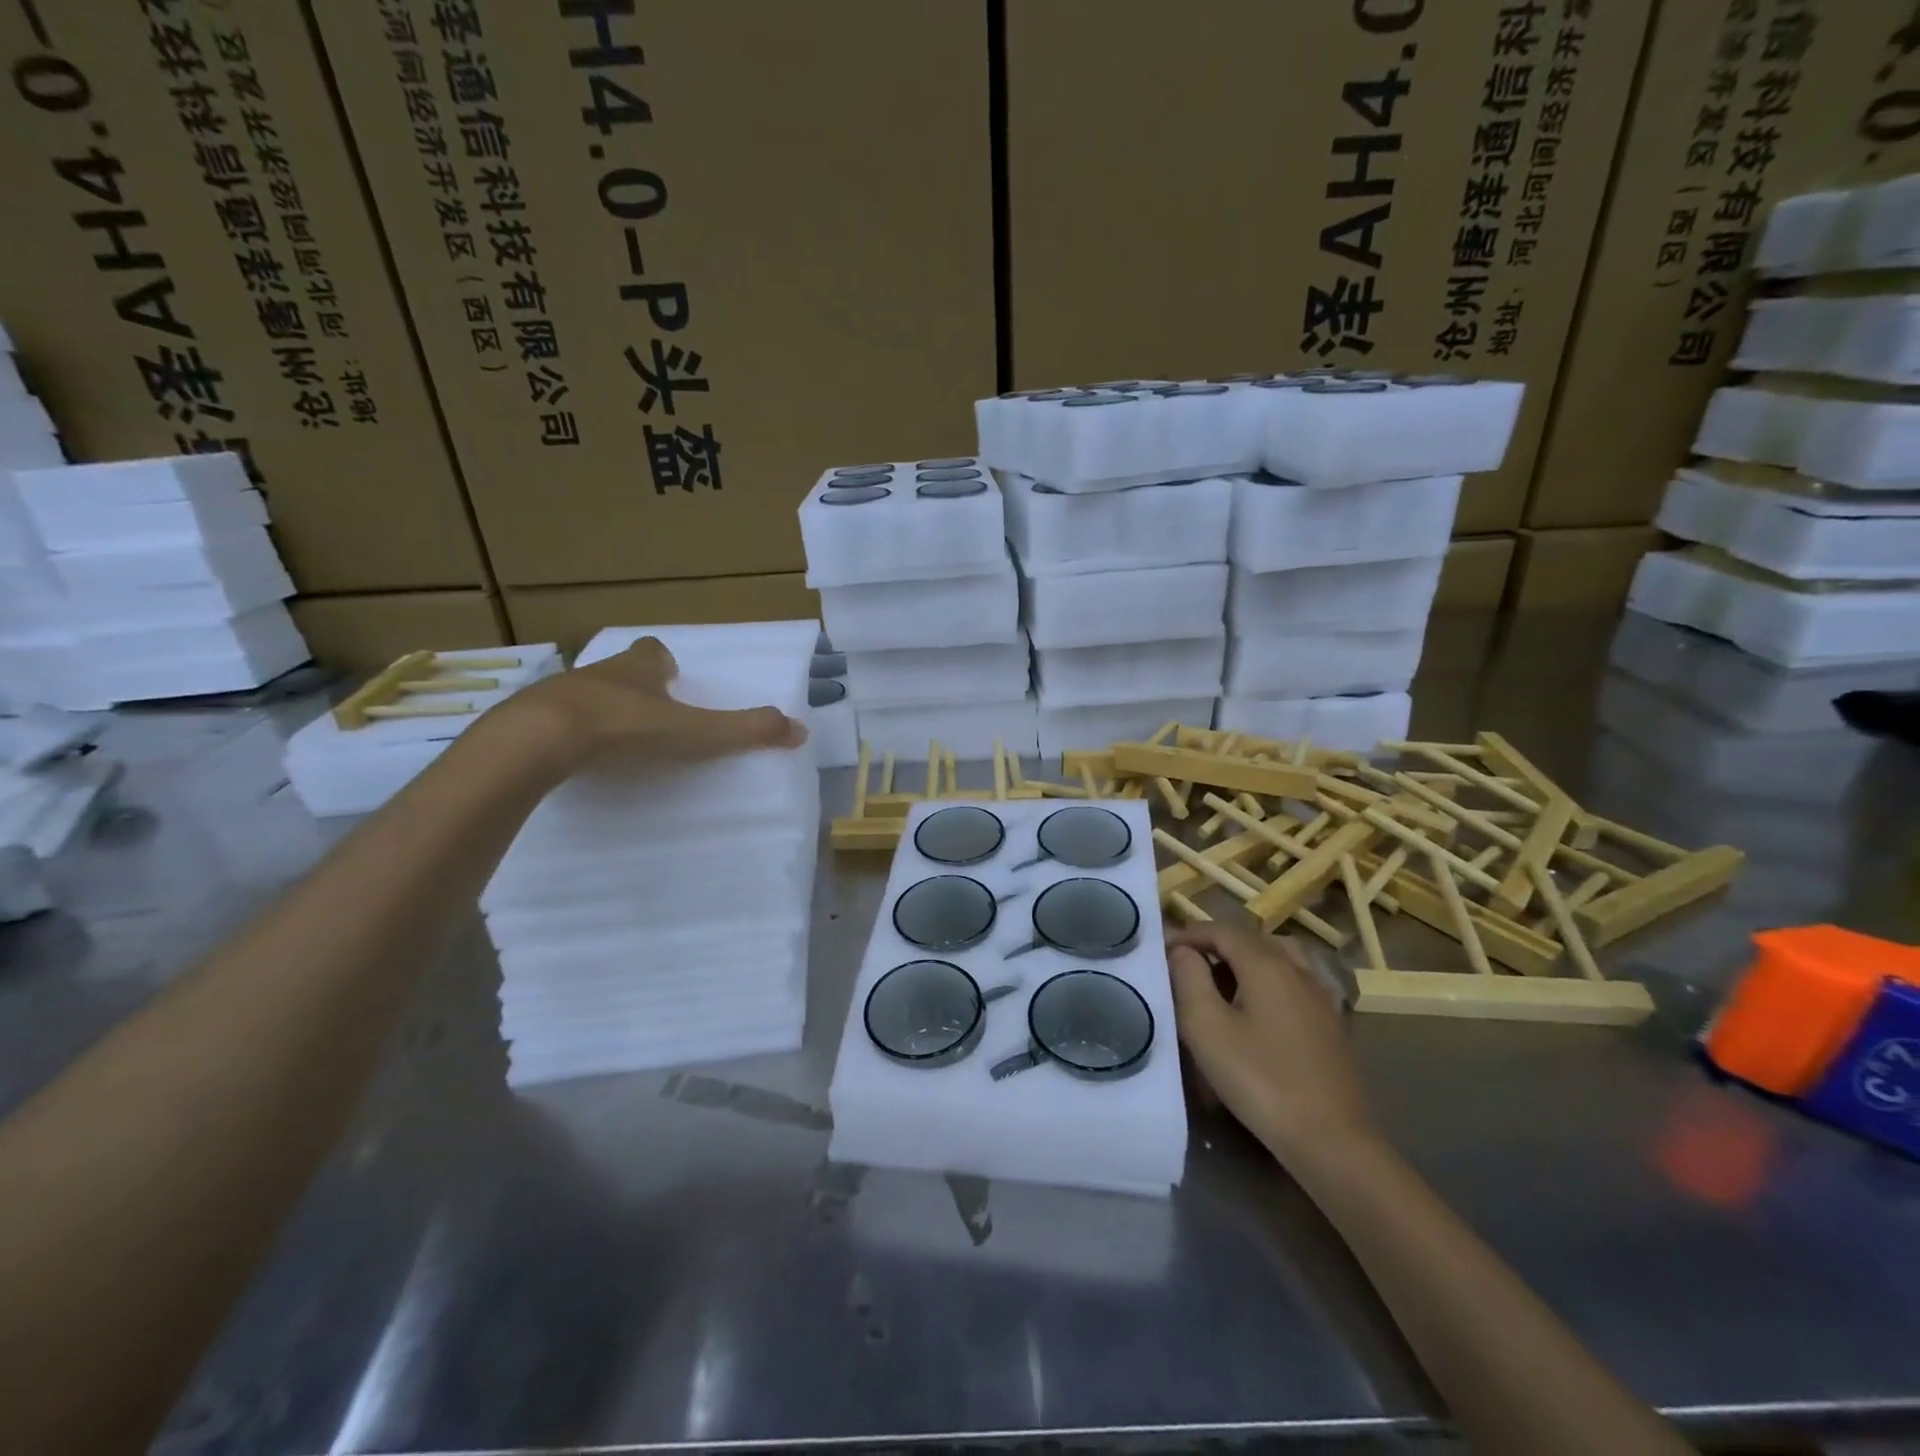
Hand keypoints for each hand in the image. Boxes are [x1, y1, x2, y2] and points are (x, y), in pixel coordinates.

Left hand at [500, 637, 806, 774]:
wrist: (539, 738)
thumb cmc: (625, 726)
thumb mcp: (695, 732)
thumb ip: (745, 731)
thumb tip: (802, 730)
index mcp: (639, 668)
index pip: (653, 652)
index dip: (664, 664)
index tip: (672, 680)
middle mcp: (600, 672)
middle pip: (620, 672)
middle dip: (635, 687)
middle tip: (649, 714)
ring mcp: (558, 694)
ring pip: (586, 694)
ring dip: (601, 710)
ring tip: (613, 740)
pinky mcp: (527, 720)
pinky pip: (553, 721)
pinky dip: (567, 734)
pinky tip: (575, 758)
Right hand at [1168, 922, 1376, 1164]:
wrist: (1332, 1141)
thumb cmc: (1260, 1080)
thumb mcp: (1207, 1028)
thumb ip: (1189, 979)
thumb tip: (1182, 951)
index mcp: (1267, 964)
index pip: (1222, 930)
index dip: (1189, 935)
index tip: (1161, 951)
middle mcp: (1298, 969)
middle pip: (1251, 940)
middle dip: (1215, 944)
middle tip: (1185, 965)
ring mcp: (1321, 996)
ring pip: (1278, 957)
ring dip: (1244, 959)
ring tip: (1220, 980)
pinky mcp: (1331, 1023)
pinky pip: (1294, 981)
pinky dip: (1268, 978)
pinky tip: (1257, 1007)